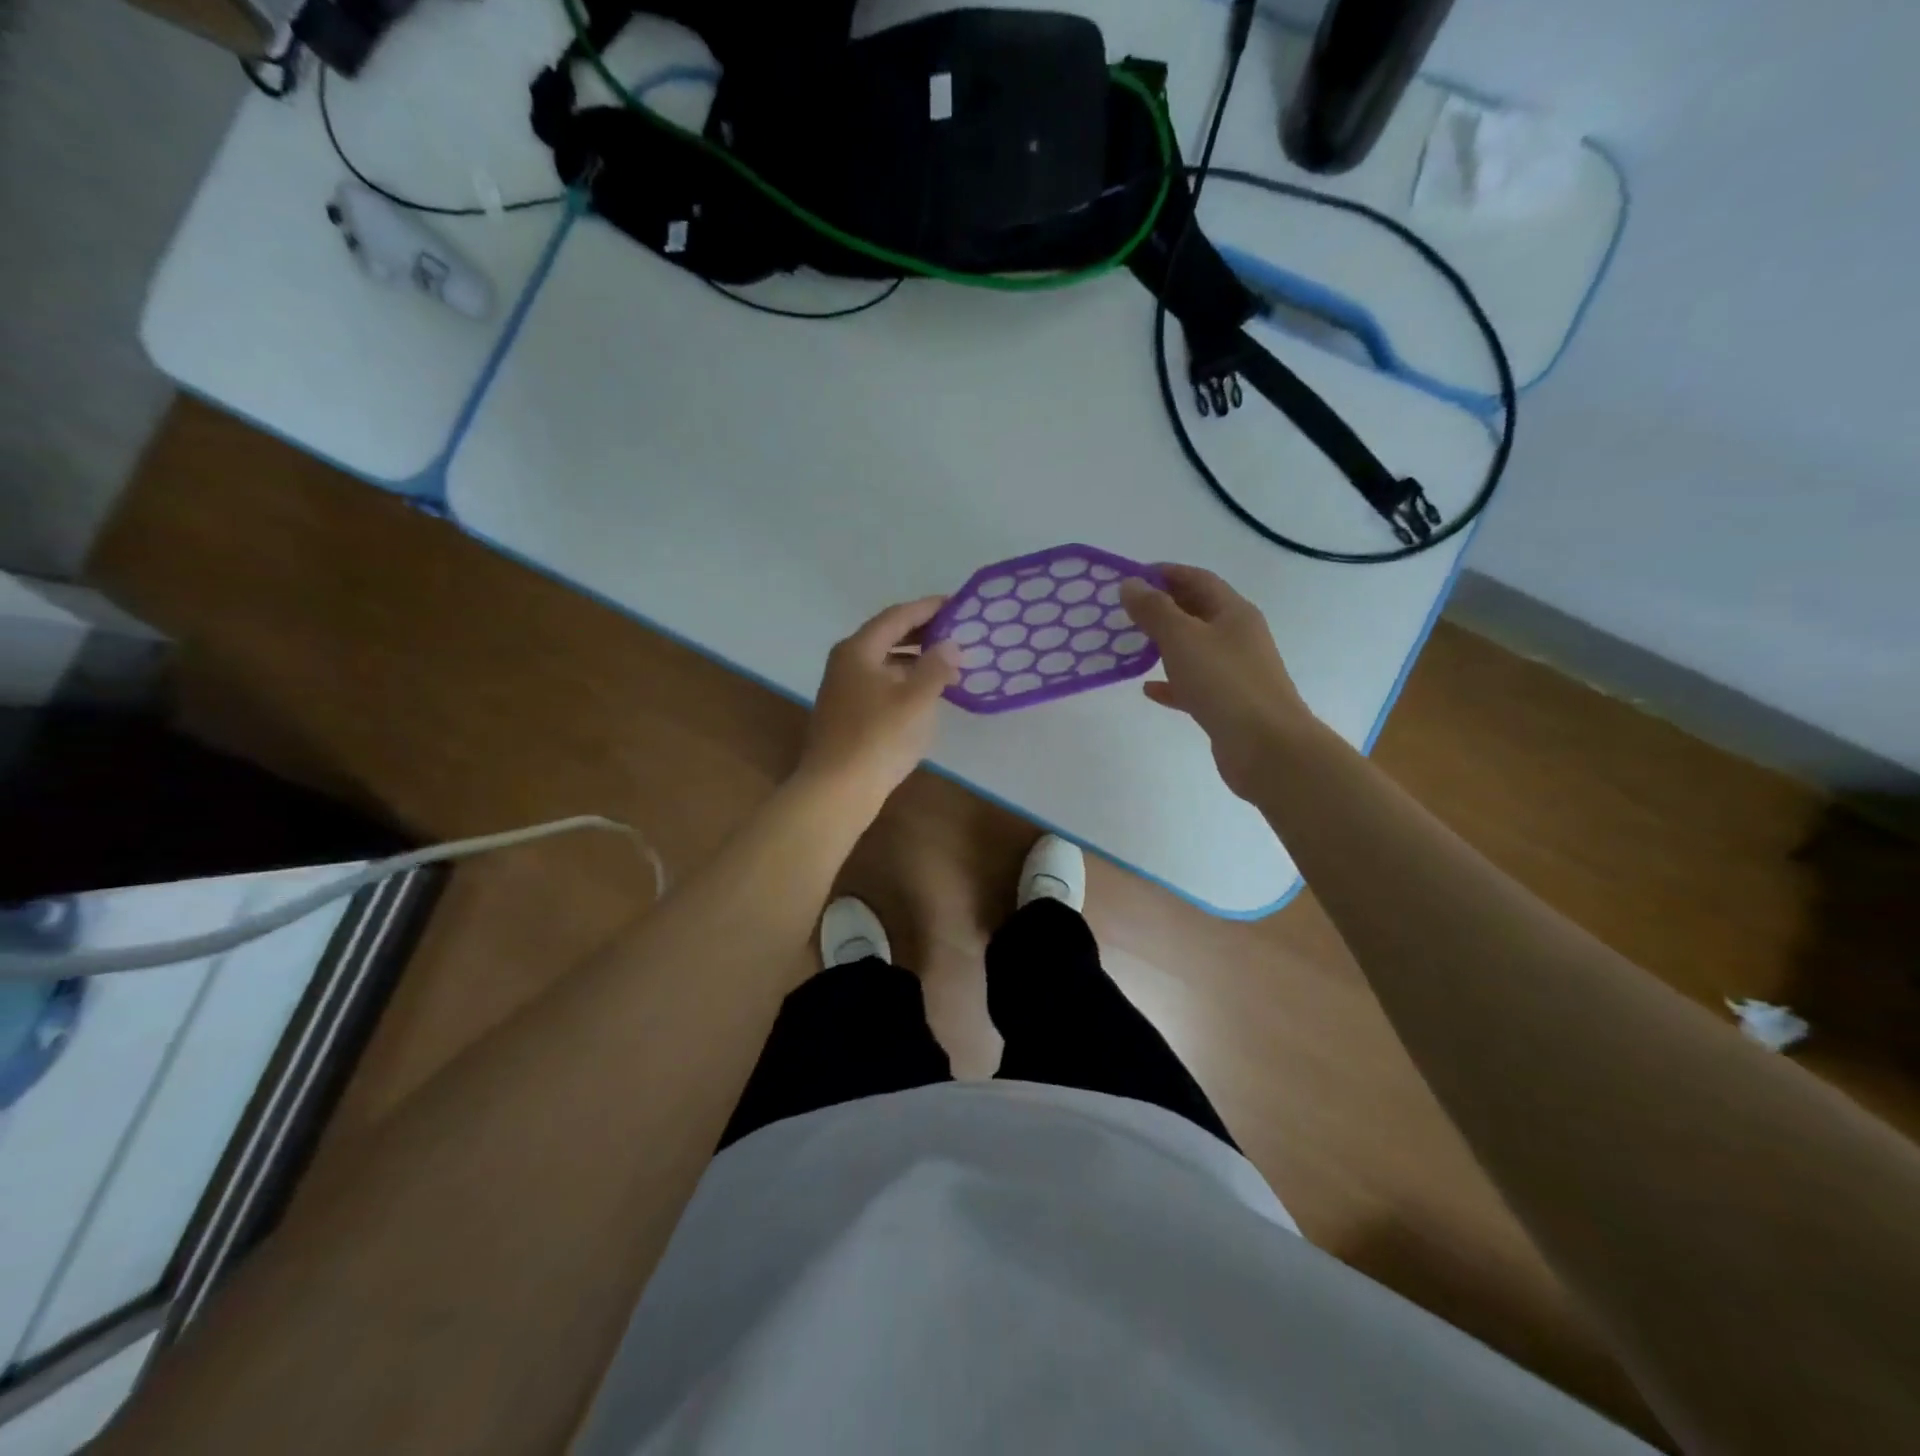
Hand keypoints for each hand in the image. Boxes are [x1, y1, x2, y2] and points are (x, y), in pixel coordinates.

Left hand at [798, 596, 961, 810]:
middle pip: (888, 637)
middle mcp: (846, 663)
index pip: (897, 617)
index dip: (928, 608)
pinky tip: (926, 696)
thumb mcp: (915, 699)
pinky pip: (882, 685)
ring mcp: (843, 690)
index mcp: (858, 650)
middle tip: (956, 633)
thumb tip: (950, 645)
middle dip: (923, 634)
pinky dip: (905, 682)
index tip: (956, 604)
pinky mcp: (847, 714)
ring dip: (916, 661)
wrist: (836, 790)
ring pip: (885, 663)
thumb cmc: (878, 738)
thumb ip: (936, 667)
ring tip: (949, 666)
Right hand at [1120, 565, 1312, 800]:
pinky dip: (1171, 683)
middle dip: (1163, 607)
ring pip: (1195, 649)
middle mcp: (1238, 637)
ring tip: (1132, 645)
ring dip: (1165, 644)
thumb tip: (1130, 584)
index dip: (1165, 573)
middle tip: (1125, 610)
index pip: (1198, 579)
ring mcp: (1235, 672)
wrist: (1266, 746)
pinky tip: (1148, 689)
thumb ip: (1154, 610)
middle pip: (1197, 612)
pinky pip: (1194, 685)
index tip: (1130, 577)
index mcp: (1233, 612)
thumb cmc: (1224, 683)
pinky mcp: (1227, 704)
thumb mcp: (1182, 638)